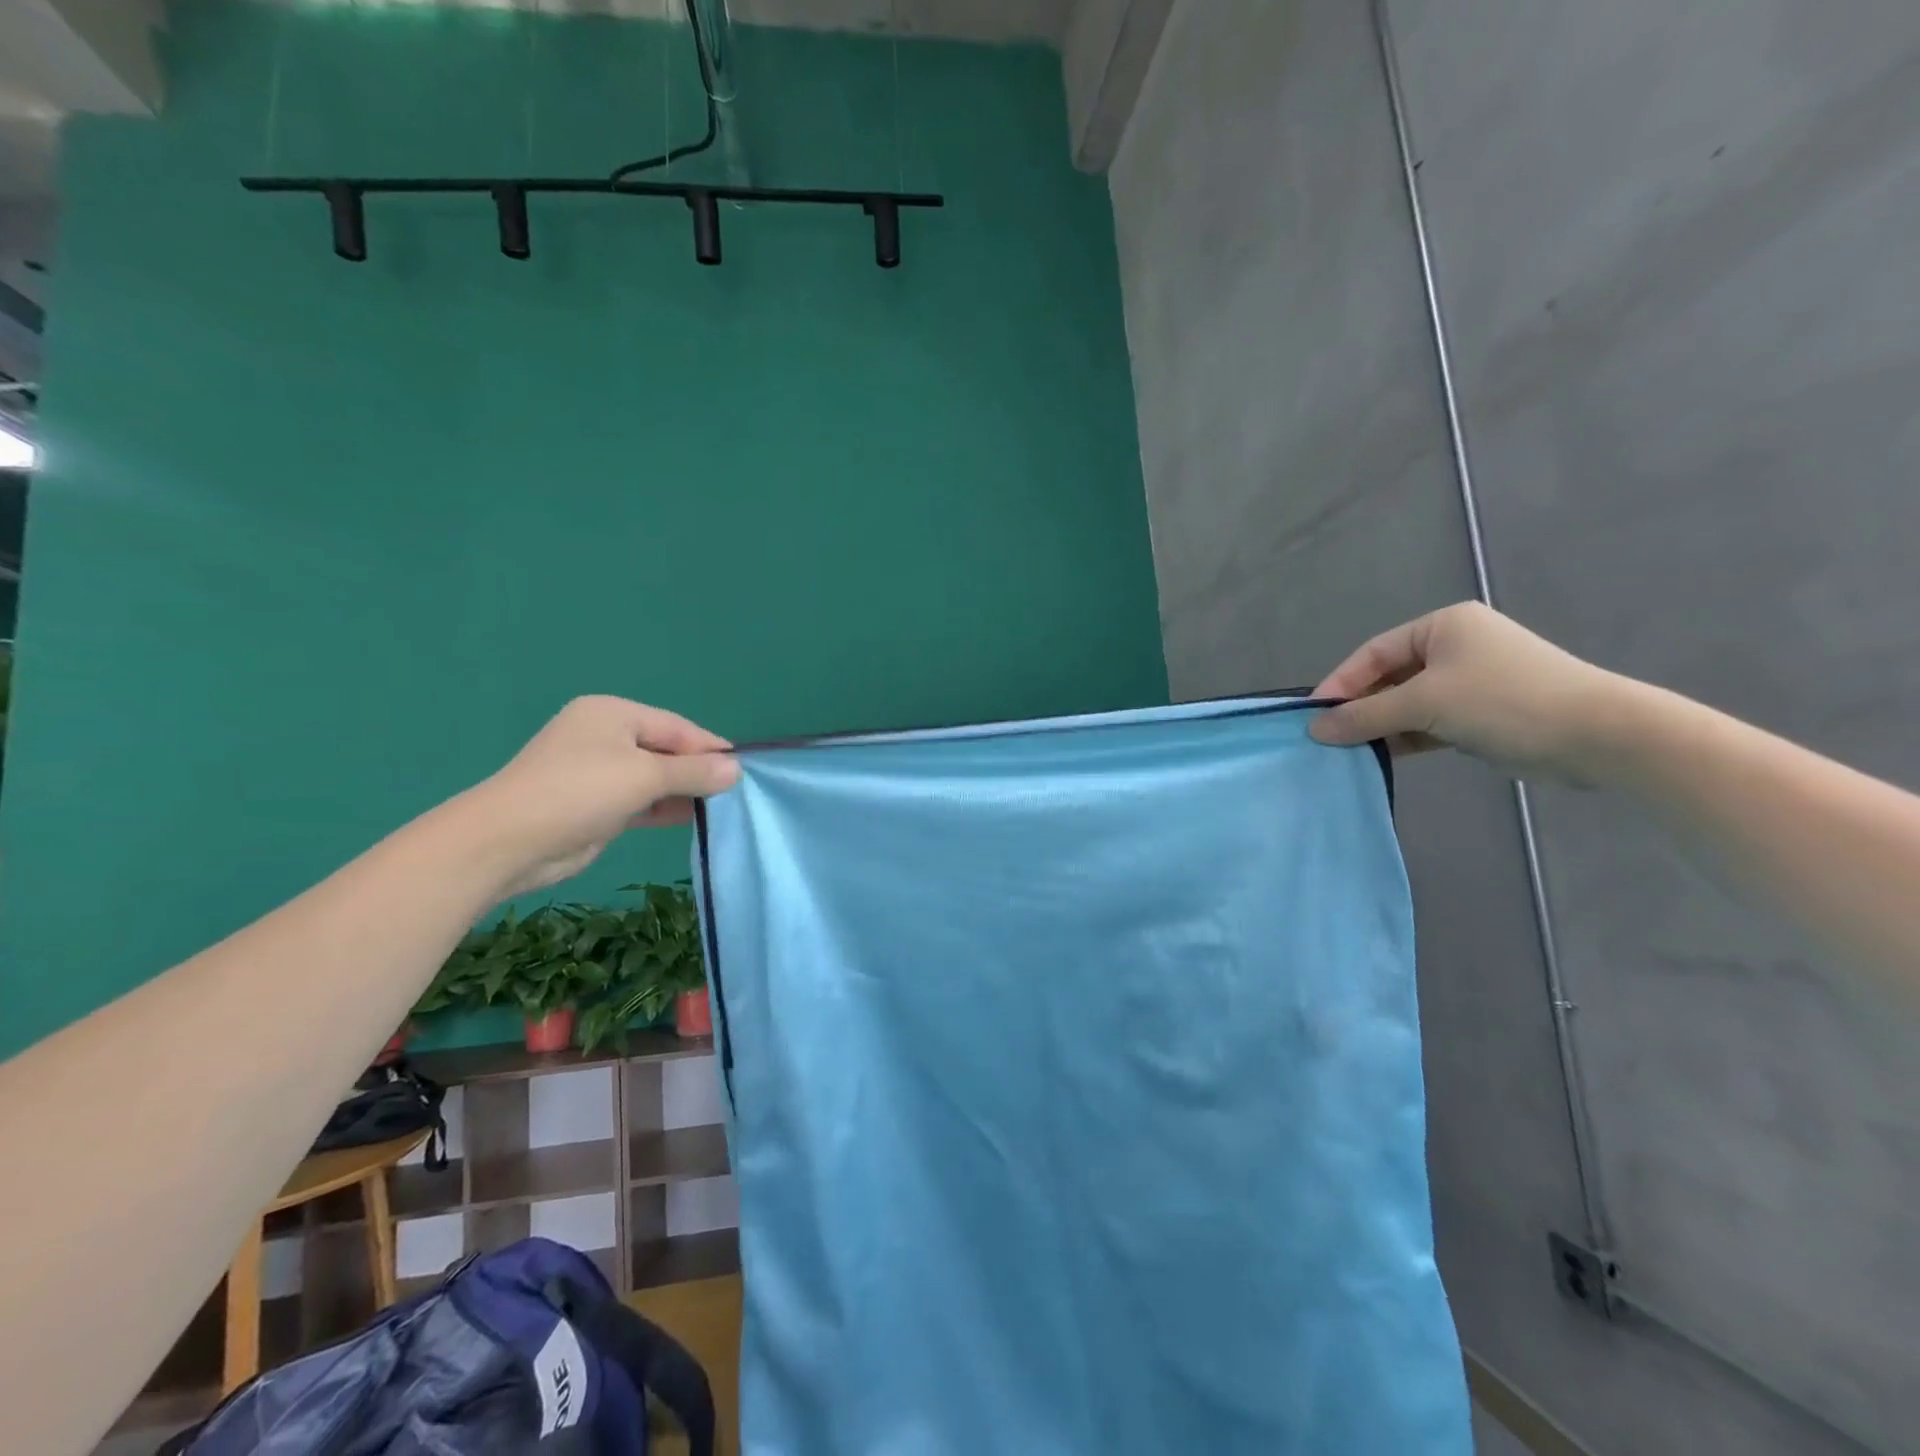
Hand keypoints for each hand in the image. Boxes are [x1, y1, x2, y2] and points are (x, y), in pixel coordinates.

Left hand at [466, 696, 739, 896]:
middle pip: (666, 750)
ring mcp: (598, 772)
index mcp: (613, 714)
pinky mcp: (596, 805)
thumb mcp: (645, 776)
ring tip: (721, 807)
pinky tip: (692, 818)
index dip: (711, 747)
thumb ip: (694, 771)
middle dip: (698, 770)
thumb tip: (737, 769)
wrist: (508, 842)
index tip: (745, 768)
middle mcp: (605, 737)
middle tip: (735, 791)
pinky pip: (641, 800)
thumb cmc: (580, 792)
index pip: (676, 727)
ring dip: (683, 791)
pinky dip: (664, 807)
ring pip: (654, 777)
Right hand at [1308, 602, 1617, 780]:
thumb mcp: (1425, 703)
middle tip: (1328, 737)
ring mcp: (1470, 681)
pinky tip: (1382, 756)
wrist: (1598, 735)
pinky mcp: (1482, 713)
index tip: (1313, 716)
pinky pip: (1429, 722)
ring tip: (1349, 751)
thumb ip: (1366, 715)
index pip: (1373, 653)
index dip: (1340, 684)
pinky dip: (1406, 737)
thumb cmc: (1504, 701)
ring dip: (1381, 726)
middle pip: (1388, 678)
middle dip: (1359, 708)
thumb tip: (1315, 729)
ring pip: (1408, 703)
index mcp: (1442, 626)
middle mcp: (1455, 647)